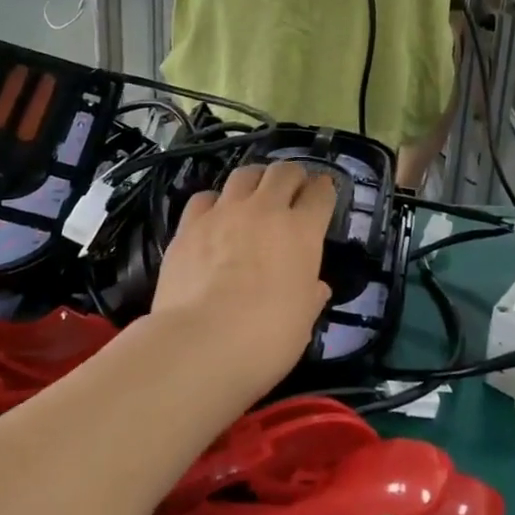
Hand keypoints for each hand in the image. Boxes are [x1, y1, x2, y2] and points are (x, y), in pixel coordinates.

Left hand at [151, 162, 335, 396]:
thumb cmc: (264, 338)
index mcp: (301, 231)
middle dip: (293, 175)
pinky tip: (214, 216)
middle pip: (284, 171)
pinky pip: (205, 197)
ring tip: (255, 193)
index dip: (325, 189)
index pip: (320, 193)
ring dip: (256, 179)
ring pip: (245, 173)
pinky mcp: (190, 224)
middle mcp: (265, 210)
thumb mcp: (302, 322)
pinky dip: (214, 202)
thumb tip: (316, 287)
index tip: (324, 191)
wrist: (199, 343)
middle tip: (292, 189)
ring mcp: (224, 212)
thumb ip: (310, 296)